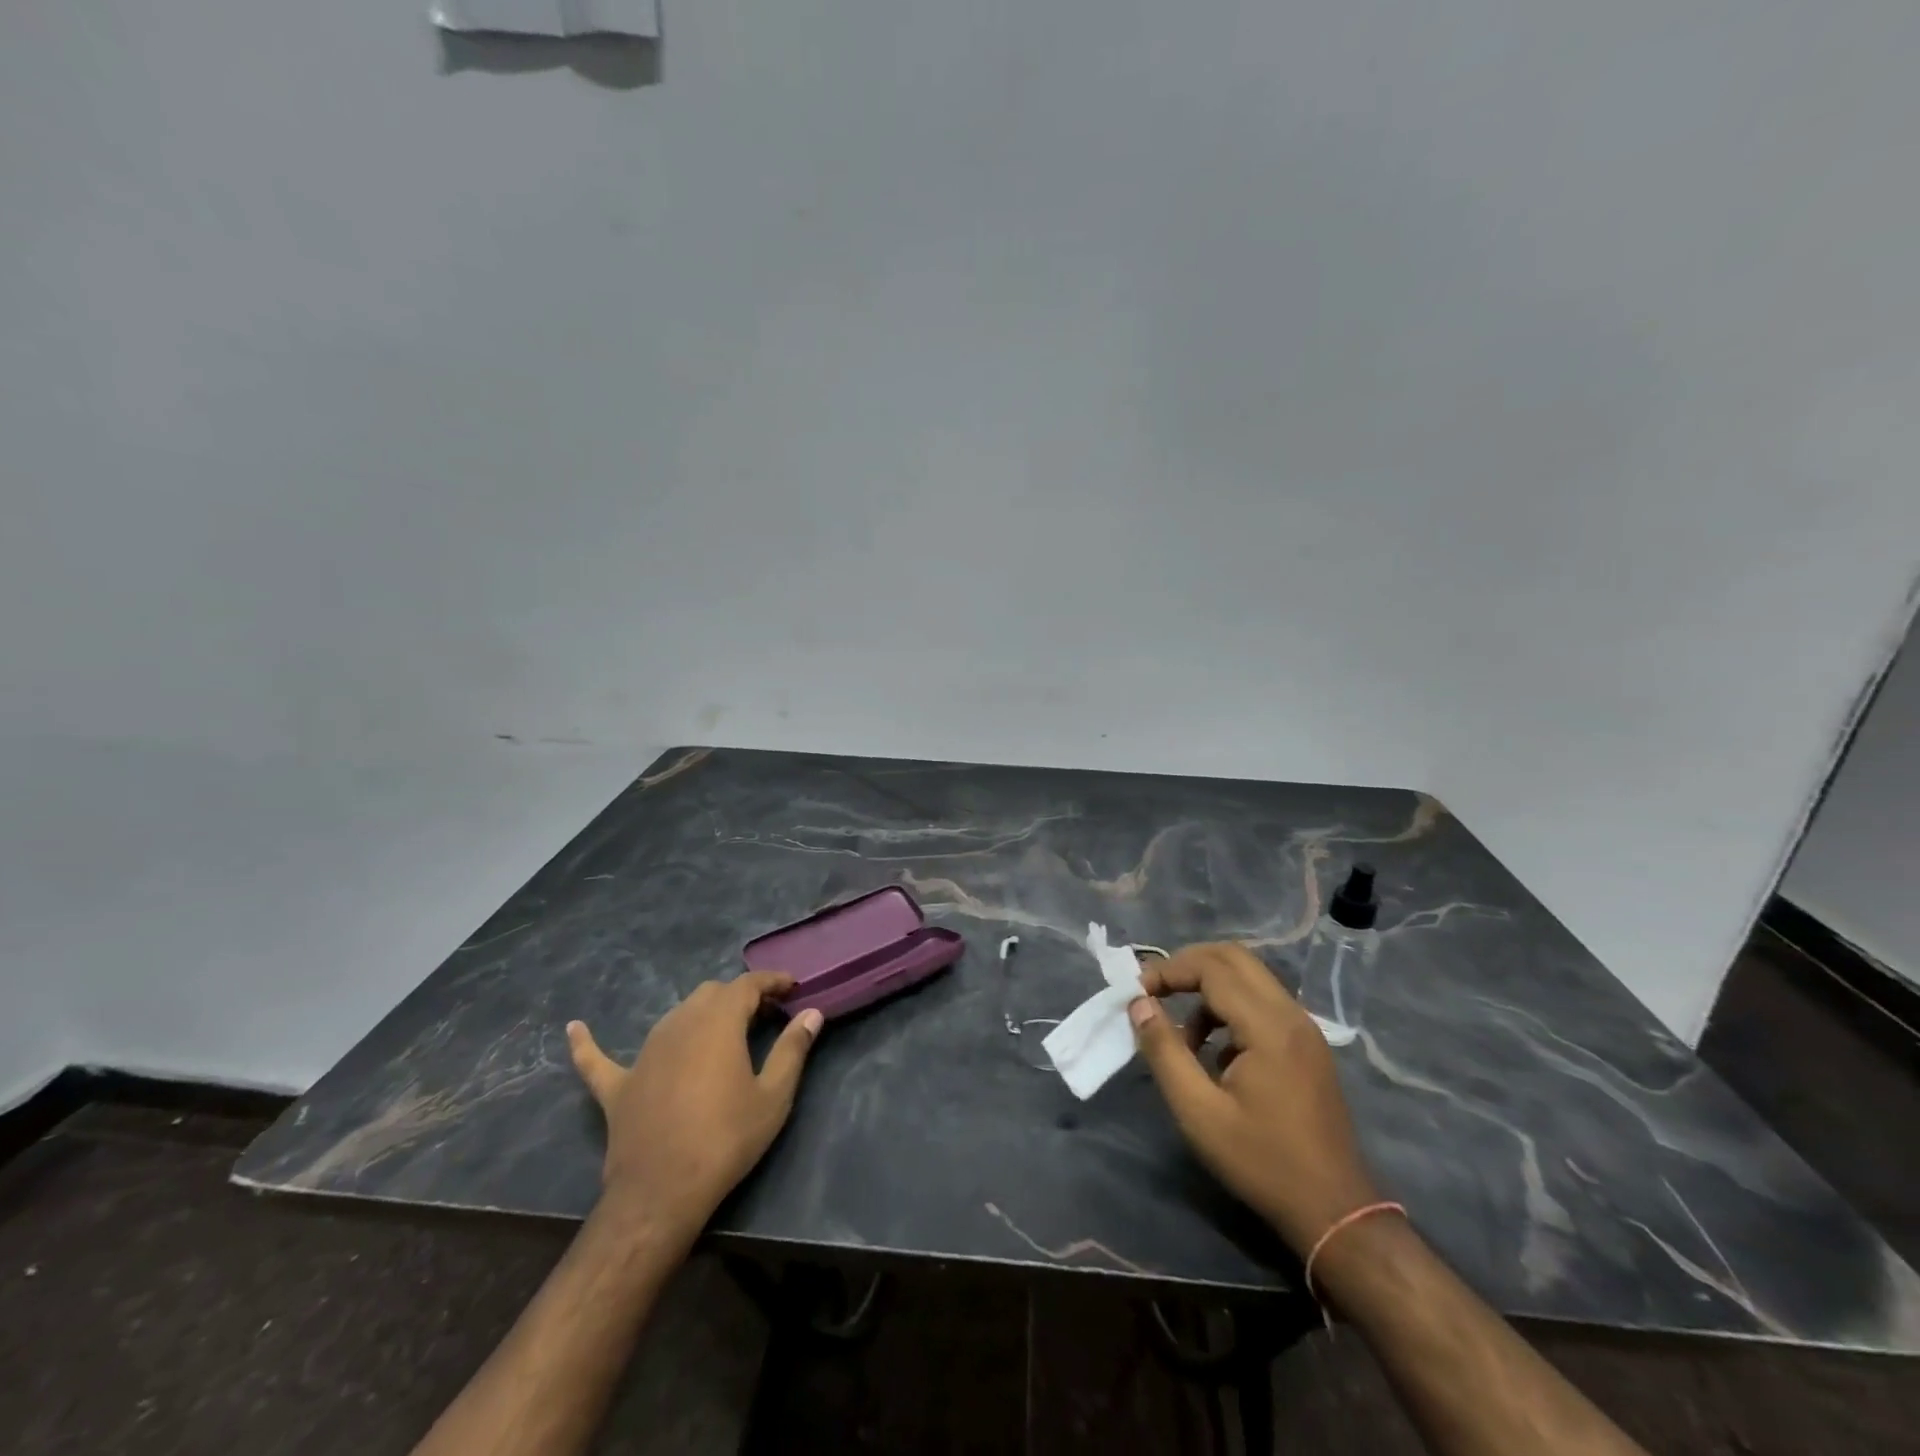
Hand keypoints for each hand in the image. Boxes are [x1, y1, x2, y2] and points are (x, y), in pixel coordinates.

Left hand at [567, 972, 822, 1242]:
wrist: (661, 1193)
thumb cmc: (726, 1139)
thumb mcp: (773, 1096)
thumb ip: (793, 1049)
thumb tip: (812, 1014)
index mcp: (718, 1021)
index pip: (748, 984)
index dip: (771, 981)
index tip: (792, 987)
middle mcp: (679, 1023)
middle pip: (712, 994)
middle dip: (739, 997)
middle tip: (764, 1015)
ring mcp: (644, 1052)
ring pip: (675, 1015)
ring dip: (701, 1014)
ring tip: (722, 1029)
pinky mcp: (617, 1085)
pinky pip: (598, 1059)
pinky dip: (589, 1043)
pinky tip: (574, 1027)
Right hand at [1129, 942, 1380, 1253]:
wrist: (1335, 1212)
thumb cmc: (1261, 1162)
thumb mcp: (1199, 1111)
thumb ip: (1164, 1051)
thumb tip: (1138, 1004)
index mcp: (1268, 1026)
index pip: (1211, 968)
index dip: (1168, 971)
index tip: (1137, 993)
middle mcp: (1291, 1015)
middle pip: (1233, 957)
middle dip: (1188, 966)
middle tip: (1155, 992)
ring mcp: (1305, 1029)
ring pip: (1250, 978)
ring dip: (1209, 988)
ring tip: (1183, 1035)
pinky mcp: (1308, 1045)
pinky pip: (1263, 1003)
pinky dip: (1230, 1008)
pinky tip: (1215, 1054)